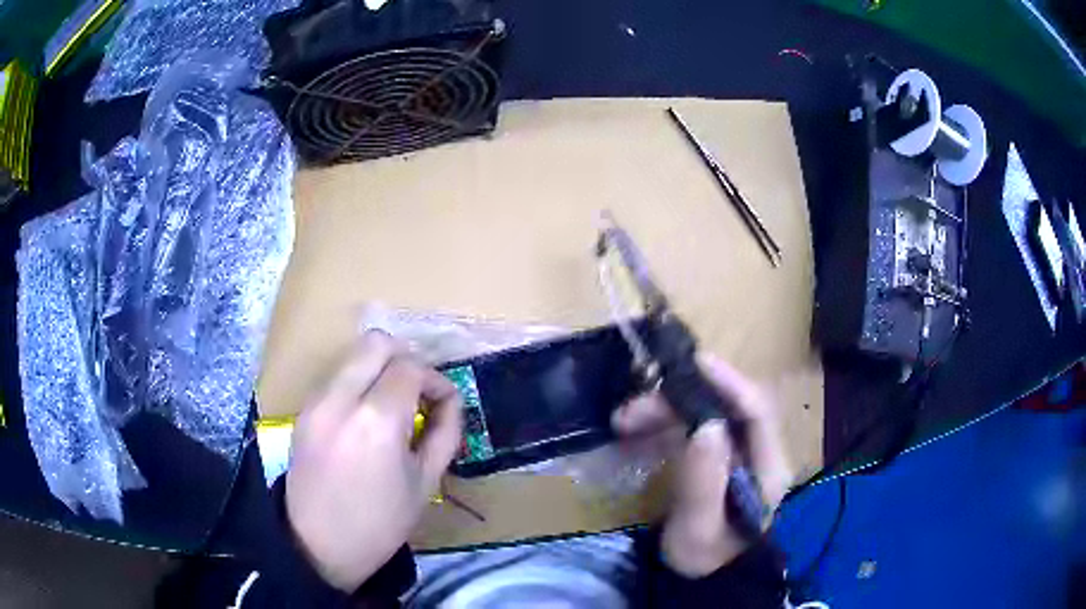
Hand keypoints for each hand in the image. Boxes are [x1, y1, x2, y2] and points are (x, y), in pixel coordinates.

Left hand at [285, 330, 463, 590]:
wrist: (318, 545)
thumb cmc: (380, 523)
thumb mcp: (425, 482)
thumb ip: (445, 432)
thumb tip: (451, 400)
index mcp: (377, 421)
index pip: (411, 367)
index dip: (436, 379)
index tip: (444, 403)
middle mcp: (341, 398)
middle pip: (377, 342)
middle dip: (406, 359)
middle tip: (419, 393)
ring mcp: (316, 401)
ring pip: (353, 355)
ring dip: (380, 369)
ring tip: (394, 405)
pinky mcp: (303, 410)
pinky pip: (336, 377)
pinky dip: (358, 383)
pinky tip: (366, 417)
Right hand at [611, 354, 791, 577]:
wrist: (700, 577)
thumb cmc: (704, 557)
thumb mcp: (699, 528)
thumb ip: (703, 481)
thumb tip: (705, 424)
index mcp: (768, 467)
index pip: (758, 411)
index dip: (730, 382)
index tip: (694, 363)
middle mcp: (757, 452)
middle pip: (726, 408)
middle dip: (680, 401)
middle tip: (632, 408)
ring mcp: (736, 454)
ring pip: (704, 415)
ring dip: (665, 412)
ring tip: (624, 421)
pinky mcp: (715, 459)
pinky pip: (690, 430)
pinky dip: (663, 426)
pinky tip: (634, 434)